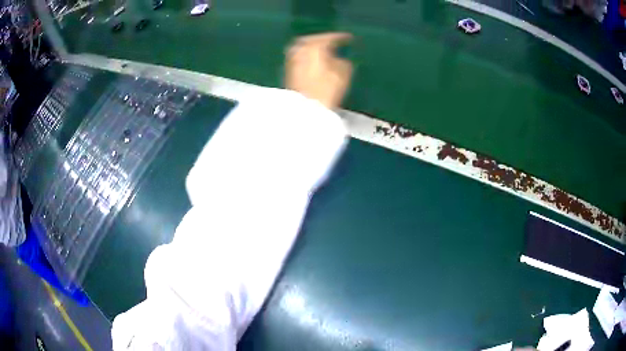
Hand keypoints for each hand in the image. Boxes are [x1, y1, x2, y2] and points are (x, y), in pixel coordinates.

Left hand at [285, 32, 352, 109]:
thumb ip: (344, 62)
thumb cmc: (326, 89)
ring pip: (303, 48)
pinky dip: (307, 56)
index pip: (329, 37)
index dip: (341, 37)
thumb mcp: (343, 74)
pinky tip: (314, 62)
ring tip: (324, 52)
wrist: (304, 109)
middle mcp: (300, 49)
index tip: (349, 37)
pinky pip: (300, 56)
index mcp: (314, 46)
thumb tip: (341, 60)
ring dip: (313, 47)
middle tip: (333, 42)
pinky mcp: (288, 71)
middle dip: (323, 40)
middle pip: (313, 40)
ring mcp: (292, 59)